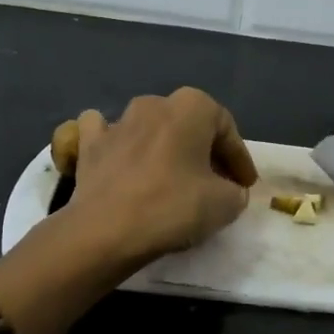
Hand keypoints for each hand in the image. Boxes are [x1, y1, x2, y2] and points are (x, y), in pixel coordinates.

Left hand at [59, 87, 257, 265]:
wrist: (106, 230)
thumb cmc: (173, 207)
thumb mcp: (226, 204)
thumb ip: (236, 192)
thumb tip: (229, 191)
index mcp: (191, 107)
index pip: (226, 130)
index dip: (239, 159)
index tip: (245, 185)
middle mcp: (154, 103)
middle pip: (188, 125)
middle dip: (203, 151)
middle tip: (215, 182)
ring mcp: (117, 121)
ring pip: (149, 126)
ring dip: (163, 146)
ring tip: (173, 176)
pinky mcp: (89, 144)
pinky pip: (106, 133)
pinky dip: (116, 143)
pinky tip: (122, 159)